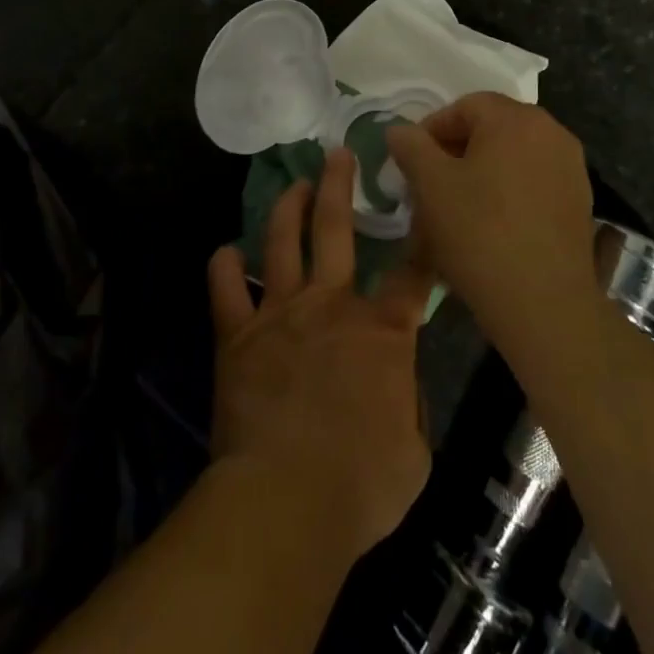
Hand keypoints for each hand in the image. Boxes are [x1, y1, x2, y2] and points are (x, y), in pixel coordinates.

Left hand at [207, 148, 433, 562]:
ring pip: (283, 241)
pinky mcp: (238, 334)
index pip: (412, 274)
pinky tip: (227, 251)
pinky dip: (225, 266)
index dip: (425, 239)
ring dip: (288, 207)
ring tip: (294, 184)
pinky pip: (226, 288)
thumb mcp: (413, 452)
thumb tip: (397, 386)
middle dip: (339, 185)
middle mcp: (332, 306)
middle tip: (337, 154)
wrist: (286, 499)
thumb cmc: (360, 485)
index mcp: (382, 332)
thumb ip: (409, 406)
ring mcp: (281, 313)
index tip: (428, 206)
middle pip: (336, 229)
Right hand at [385, 93, 597, 366]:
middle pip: (491, 129)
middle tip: (429, 185)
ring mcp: (571, 168)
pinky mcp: (580, 203)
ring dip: (481, 173)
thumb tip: (399, 129)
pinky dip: (508, 193)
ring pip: (512, 158)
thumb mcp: (430, 185)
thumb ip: (411, 146)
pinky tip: (490, 228)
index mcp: (516, 119)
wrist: (545, 305)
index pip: (464, 106)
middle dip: (455, 152)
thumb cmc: (480, 233)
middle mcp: (551, 132)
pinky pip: (533, 183)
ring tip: (456, 209)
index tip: (411, 163)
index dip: (431, 130)